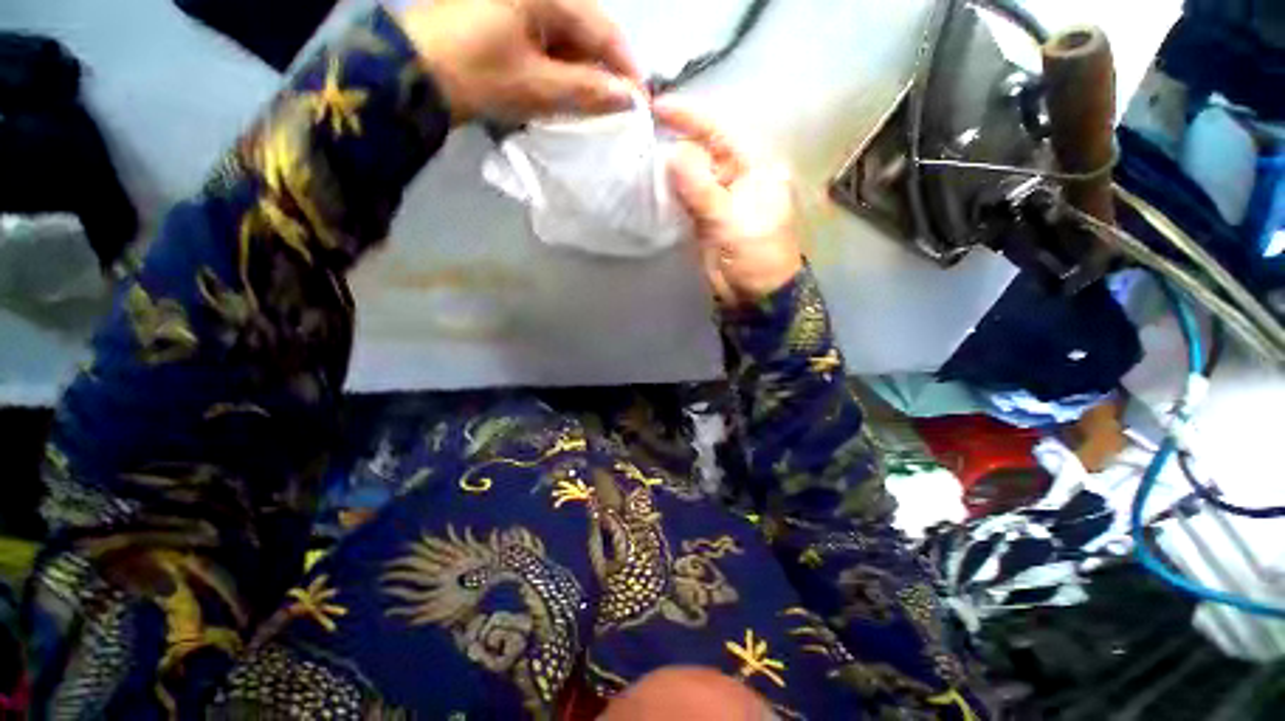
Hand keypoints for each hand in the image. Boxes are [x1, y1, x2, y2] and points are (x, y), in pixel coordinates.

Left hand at [393, 0, 640, 123]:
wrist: (413, 75)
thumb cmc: (477, 75)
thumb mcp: (538, 86)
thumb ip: (587, 90)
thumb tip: (628, 100)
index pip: (603, 29)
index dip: (626, 67)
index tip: (641, 102)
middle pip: (586, 31)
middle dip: (603, 71)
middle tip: (616, 108)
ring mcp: (518, 3)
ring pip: (567, 39)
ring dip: (582, 73)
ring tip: (592, 106)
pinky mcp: (505, 18)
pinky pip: (547, 42)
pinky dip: (560, 69)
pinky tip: (564, 91)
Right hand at [656, 100, 802, 308]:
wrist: (755, 295)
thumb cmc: (755, 255)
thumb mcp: (730, 220)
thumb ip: (701, 187)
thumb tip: (671, 154)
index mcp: (757, 167)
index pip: (723, 132)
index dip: (692, 117)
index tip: (659, 106)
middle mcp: (739, 176)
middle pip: (705, 149)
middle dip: (677, 139)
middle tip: (643, 129)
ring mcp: (722, 198)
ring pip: (693, 174)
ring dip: (670, 167)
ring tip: (641, 153)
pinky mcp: (707, 218)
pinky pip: (686, 197)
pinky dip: (670, 191)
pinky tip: (651, 183)